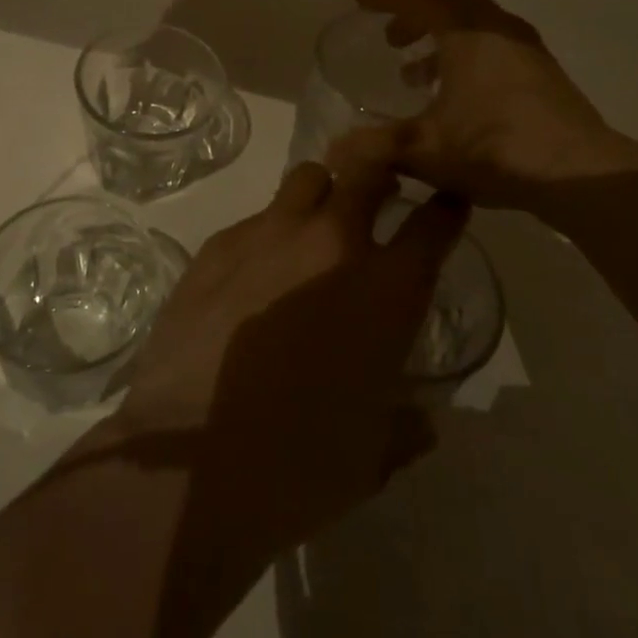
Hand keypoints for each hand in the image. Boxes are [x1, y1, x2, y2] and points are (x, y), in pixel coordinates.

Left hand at [109, 158, 469, 557]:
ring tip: (314, 230)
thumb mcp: (372, 457)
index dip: (446, 208)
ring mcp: (269, 235)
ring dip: (323, 195)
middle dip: (382, 176)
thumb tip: (423, 420)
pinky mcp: (218, 245)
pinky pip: (257, 218)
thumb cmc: (298, 466)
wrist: (190, 464)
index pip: (433, 223)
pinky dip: (270, 233)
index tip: (447, 205)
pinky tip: (254, 276)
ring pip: (309, 178)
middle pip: (368, 170)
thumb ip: (407, 427)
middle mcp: (331, 244)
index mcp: (384, 289)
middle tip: (379, 199)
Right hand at [334, 0, 637, 209]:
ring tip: (418, 74)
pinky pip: (496, 42)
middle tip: (393, 39)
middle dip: (416, 13)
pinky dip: (469, 52)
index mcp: (466, 32)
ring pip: (476, 21)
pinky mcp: (544, 71)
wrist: (578, 173)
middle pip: (450, 0)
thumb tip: (334, 154)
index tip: (361, 3)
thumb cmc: (495, 149)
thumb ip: (376, 147)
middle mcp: (497, 28)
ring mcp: (526, 47)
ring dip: (443, 36)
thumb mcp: (425, 150)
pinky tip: (461, 94)